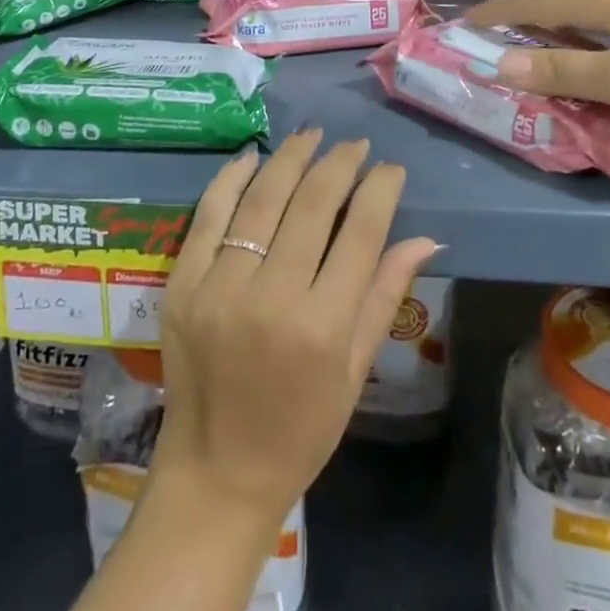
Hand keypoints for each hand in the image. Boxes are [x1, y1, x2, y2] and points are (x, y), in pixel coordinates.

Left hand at [151, 132, 437, 529]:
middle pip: (313, 205)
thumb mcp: (354, 372)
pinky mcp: (183, 284)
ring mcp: (220, 287)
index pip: (360, 233)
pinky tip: (254, 156)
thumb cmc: (299, 430)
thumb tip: (425, 238)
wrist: (215, 473)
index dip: (380, 190)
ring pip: (263, 199)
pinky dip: (232, 178)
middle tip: (355, 145)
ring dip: (291, 159)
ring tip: (312, 137)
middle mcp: (272, 298)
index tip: (390, 168)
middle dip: (339, 164)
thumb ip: (385, 297)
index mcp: (323, 328)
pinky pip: (208, 214)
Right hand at [468, 0, 609, 121]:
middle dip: (529, 19)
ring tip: (549, 46)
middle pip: (565, 0)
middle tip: (502, 39)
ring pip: (598, 9)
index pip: (537, 2)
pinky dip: (600, 34)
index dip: (499, 14)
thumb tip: (502, 64)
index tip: (466, 22)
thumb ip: (563, 72)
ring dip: (566, 27)